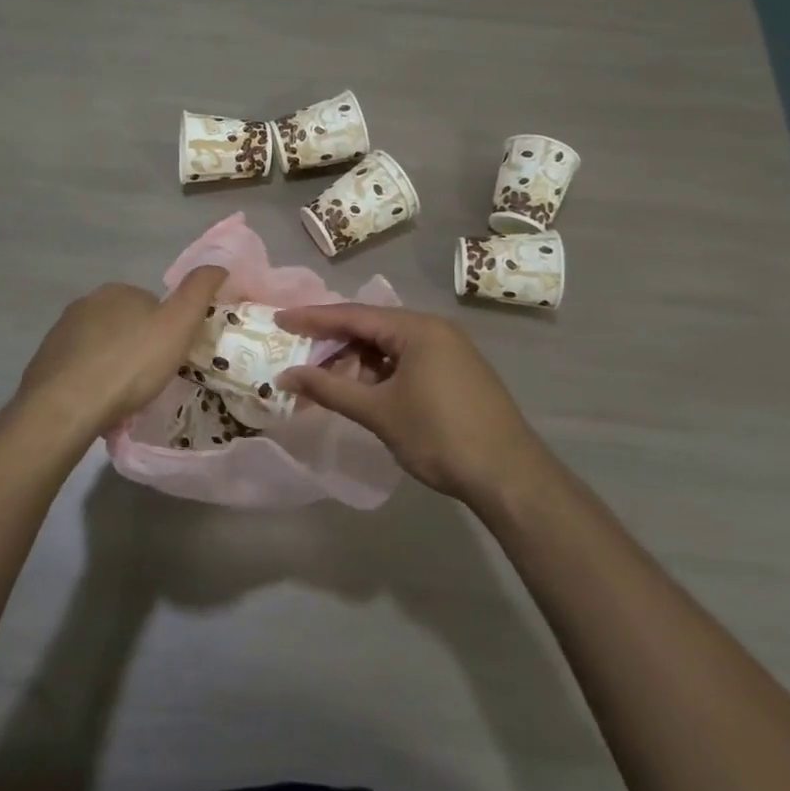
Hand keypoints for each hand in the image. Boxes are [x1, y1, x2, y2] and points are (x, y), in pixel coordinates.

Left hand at [15, 267, 226, 438]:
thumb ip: (199, 292)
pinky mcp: (45, 363)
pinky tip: (98, 404)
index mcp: (117, 291)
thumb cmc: (129, 364)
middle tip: (150, 380)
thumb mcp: (178, 325)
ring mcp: (61, 333)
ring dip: (112, 365)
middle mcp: (85, 304)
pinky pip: (78, 369)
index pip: (151, 304)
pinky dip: (90, 382)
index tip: (171, 357)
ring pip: (99, 346)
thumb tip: (218, 265)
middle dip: (137, 346)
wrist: (65, 407)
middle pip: (124, 324)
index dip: (166, 329)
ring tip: (124, 397)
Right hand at [275, 303, 545, 502]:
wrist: (509, 476)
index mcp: (416, 328)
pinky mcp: (457, 371)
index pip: (353, 315)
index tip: (280, 319)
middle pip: (372, 327)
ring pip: (390, 345)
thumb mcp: (379, 412)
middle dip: (335, 342)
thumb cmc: (440, 436)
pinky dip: (381, 371)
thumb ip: (330, 389)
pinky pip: (408, 359)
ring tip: (327, 380)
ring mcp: (450, 350)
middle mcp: (434, 329)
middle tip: (299, 354)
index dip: (313, 319)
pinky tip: (364, 391)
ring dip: (358, 361)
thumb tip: (286, 377)